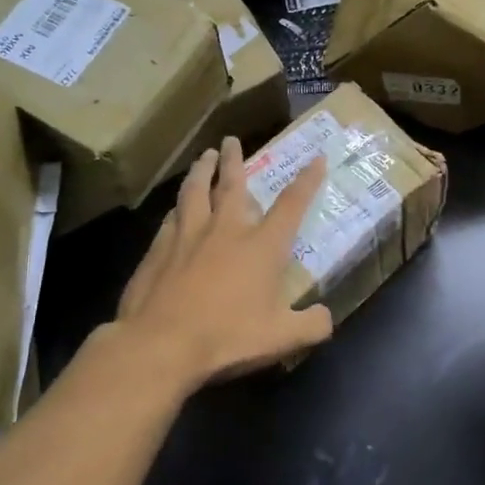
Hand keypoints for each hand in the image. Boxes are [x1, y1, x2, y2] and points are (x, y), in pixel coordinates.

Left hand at [105, 137, 334, 394]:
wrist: (160, 344)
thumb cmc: (227, 337)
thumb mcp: (282, 339)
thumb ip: (311, 326)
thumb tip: (326, 318)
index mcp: (262, 246)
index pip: (291, 204)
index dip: (307, 180)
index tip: (316, 158)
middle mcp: (226, 230)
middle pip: (232, 185)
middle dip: (236, 160)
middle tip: (232, 140)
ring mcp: (187, 236)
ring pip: (195, 191)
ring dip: (201, 171)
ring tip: (204, 156)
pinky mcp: (158, 250)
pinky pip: (171, 219)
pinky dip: (178, 208)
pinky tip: (175, 208)